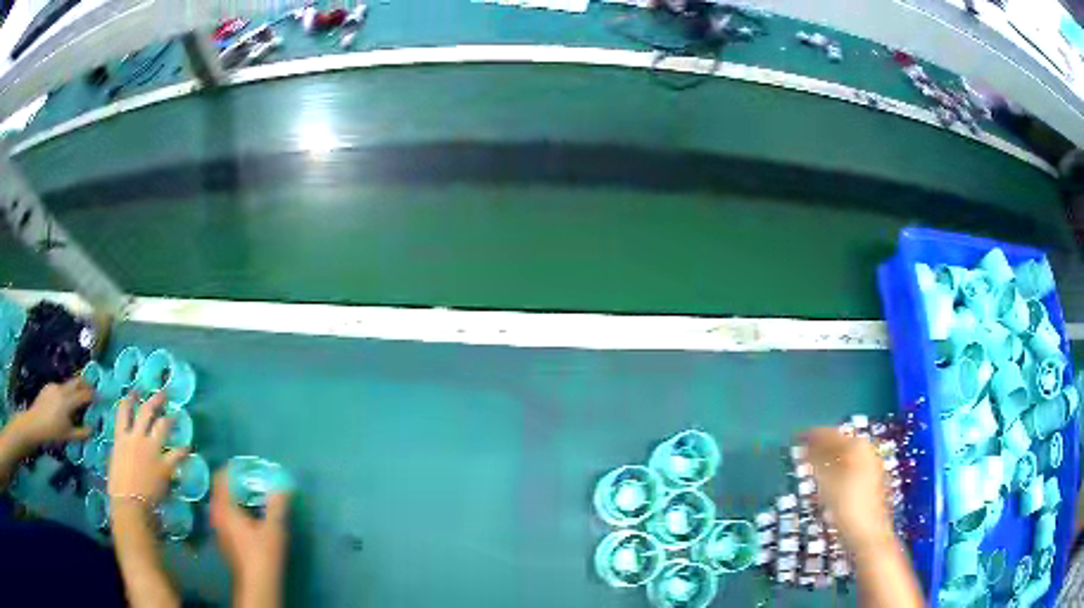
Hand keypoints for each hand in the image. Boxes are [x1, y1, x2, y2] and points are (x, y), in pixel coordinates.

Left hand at [11, 378, 92, 445]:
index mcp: (68, 401)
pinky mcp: (48, 386)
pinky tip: (63, 402)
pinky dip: (64, 392)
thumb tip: (92, 429)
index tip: (101, 397)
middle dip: (85, 384)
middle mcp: (62, 389)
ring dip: (74, 388)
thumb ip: (81, 432)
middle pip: (76, 382)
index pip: (84, 394)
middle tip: (91, 389)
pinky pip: (59, 387)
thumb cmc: (53, 432)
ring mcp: (54, 386)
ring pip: (67, 384)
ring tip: (77, 397)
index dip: (93, 395)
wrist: (35, 423)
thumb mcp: (68, 436)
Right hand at [107, 391, 188, 509]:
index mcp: (121, 438)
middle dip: (155, 400)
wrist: (130, 504)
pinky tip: (188, 447)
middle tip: (163, 393)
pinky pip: (177, 454)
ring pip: (162, 426)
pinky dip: (184, 450)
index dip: (130, 398)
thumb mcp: (115, 461)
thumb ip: (122, 450)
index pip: (124, 411)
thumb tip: (126, 449)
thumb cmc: (118, 488)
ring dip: (170, 420)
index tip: (136, 391)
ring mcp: (151, 450)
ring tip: (176, 416)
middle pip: (146, 412)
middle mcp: (136, 438)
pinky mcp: (164, 465)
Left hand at [210, 470, 290, 586]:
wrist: (258, 583)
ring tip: (250, 493)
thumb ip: (277, 505)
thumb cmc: (263, 554)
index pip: (221, 478)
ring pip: (221, 502)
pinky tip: (247, 514)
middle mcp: (216, 514)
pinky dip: (233, 507)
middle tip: (251, 476)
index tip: (246, 464)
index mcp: (224, 508)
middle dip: (233, 481)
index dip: (232, 468)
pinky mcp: (223, 538)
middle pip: (220, 489)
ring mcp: (218, 527)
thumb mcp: (274, 528)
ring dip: (232, 495)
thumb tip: (283, 484)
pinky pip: (224, 513)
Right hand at [802, 428, 893, 553]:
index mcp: (857, 447)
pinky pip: (851, 466)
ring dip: (828, 458)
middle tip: (801, 451)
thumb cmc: (847, 507)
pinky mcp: (872, 481)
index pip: (831, 435)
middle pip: (841, 443)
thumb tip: (805, 446)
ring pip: (846, 456)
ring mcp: (871, 466)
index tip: (796, 436)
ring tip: (810, 464)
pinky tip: (827, 478)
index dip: (813, 435)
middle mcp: (867, 451)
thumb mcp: (828, 484)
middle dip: (821, 446)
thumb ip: (817, 462)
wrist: (869, 534)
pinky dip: (837, 468)